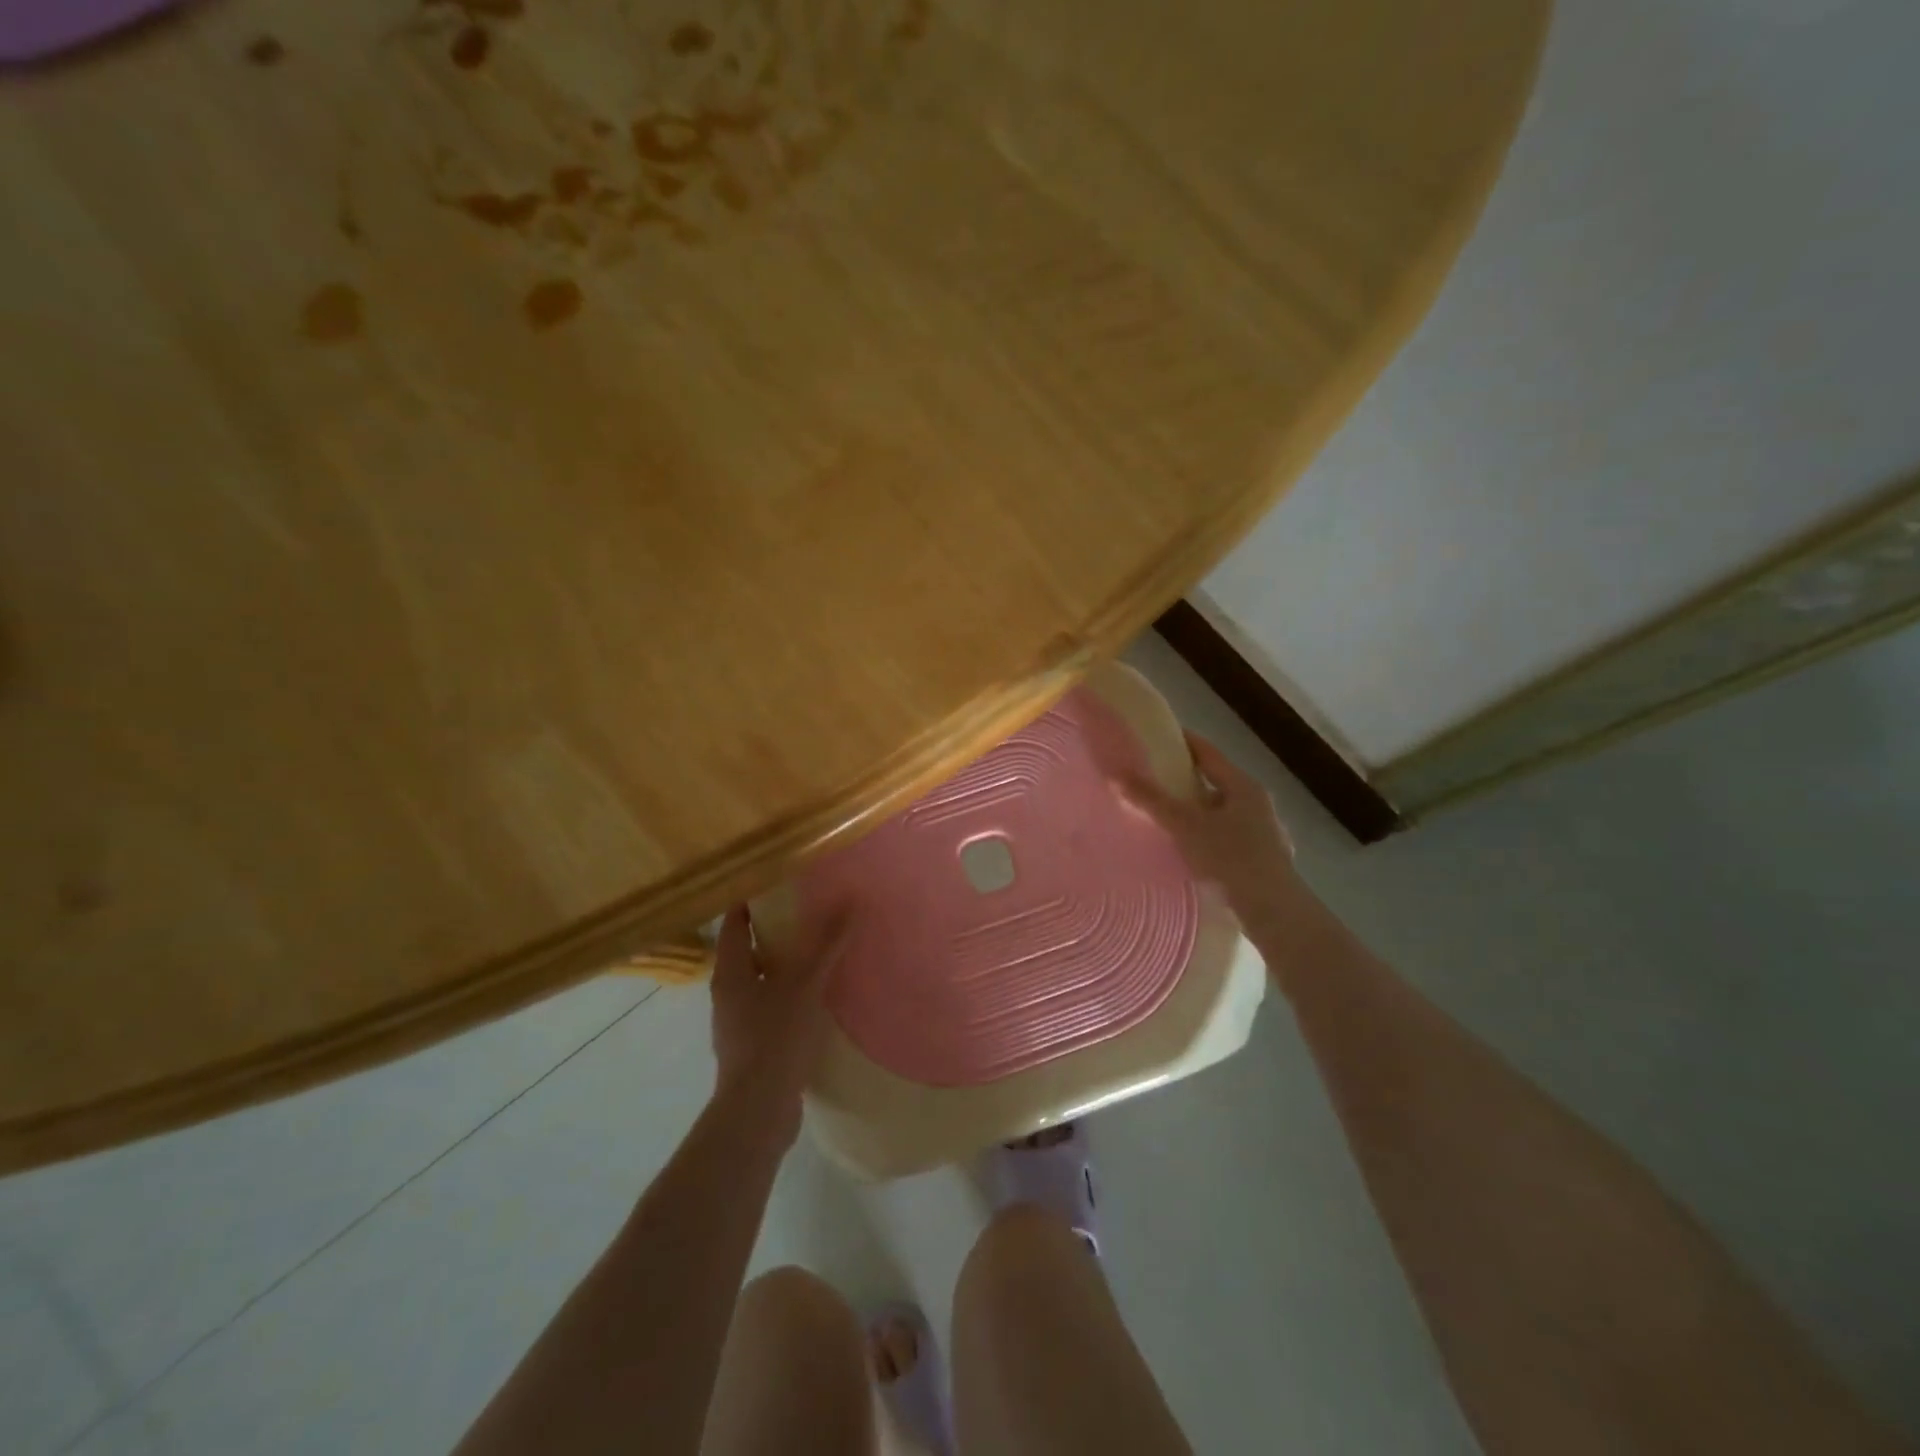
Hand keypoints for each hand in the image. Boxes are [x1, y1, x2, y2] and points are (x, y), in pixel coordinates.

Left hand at [709, 906, 843, 1137]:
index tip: (774, 880)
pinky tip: (817, 997)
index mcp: (730, 972)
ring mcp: (738, 1023)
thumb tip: (850, 902)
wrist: (758, 1112)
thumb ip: (826, 945)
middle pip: (746, 951)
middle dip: (772, 931)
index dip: (749, 900)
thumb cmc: (774, 1038)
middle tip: (805, 909)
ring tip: (816, 950)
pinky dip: (789, 995)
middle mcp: (728, 994)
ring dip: (783, 965)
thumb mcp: (805, 985)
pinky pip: (771, 1008)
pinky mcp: (753, 1047)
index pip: (734, 923)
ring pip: (760, 981)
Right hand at [1114, 731, 1301, 935]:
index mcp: (1243, 786)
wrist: (1273, 911)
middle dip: (1187, 782)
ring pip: (1225, 813)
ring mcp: (1267, 833)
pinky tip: (1195, 852)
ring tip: (1170, 820)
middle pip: (1217, 783)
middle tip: (1155, 782)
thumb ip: (1151, 800)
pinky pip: (1231, 839)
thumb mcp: (1184, 826)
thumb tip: (1116, 774)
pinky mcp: (1266, 861)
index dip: (1183, 742)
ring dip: (1200, 813)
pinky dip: (1211, 838)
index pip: (1208, 753)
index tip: (1158, 738)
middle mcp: (1258, 804)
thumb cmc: (1230, 858)